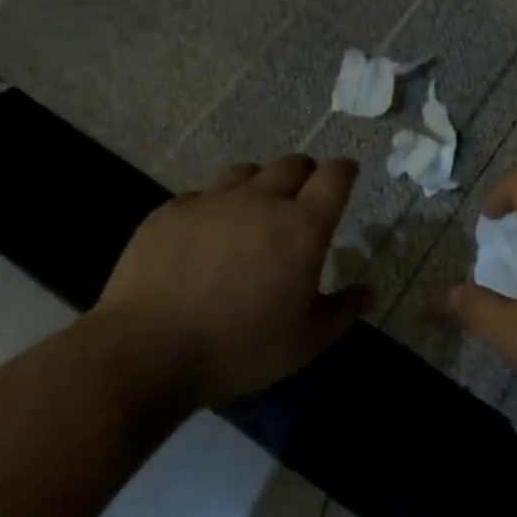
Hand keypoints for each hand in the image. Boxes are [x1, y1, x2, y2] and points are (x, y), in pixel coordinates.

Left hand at [92, 155, 372, 407]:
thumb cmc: (239, 349)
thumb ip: (342, 311)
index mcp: (302, 228)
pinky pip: (201, 195)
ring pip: (246, 172)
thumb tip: (370, 293)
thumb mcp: (304, 342)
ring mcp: (211, 201)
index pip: (334, 176)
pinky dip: (214, 207)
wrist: (146, 351)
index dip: (344, 171)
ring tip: (254, 211)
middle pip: (292, 164)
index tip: (346, 176)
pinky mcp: (170, 212)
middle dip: (306, 174)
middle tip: (303, 200)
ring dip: (260, 184)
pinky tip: (206, 236)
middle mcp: (261, 201)